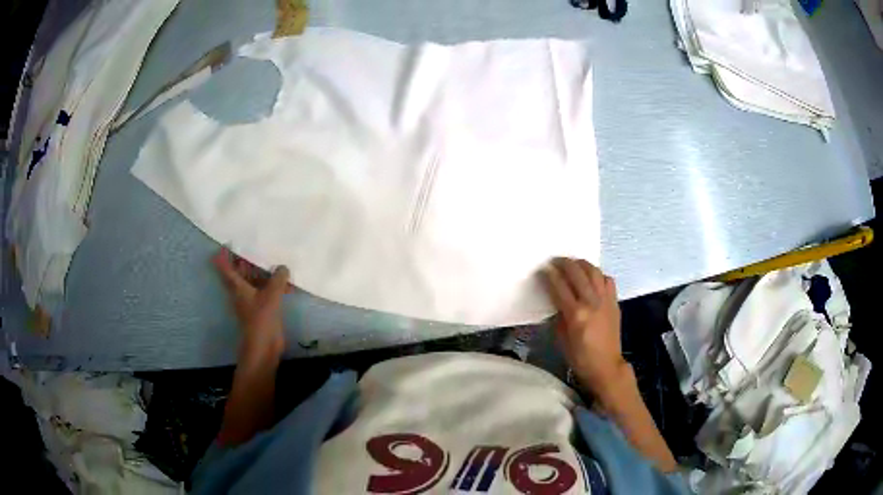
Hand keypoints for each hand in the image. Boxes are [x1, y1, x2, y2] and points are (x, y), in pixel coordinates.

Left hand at [213, 248, 291, 363]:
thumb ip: (278, 278)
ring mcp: (251, 301)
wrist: (264, 345)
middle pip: (240, 273)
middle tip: (257, 246)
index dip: (224, 255)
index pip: (225, 267)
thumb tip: (283, 267)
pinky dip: (273, 286)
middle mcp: (241, 292)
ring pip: (254, 282)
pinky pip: (266, 292)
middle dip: (246, 260)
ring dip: (263, 273)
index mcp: (237, 286)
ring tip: (276, 262)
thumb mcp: (271, 294)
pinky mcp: (262, 309)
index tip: (228, 243)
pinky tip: (287, 284)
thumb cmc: (261, 318)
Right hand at [543, 258, 629, 400]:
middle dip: (565, 263)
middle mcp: (591, 303)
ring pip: (594, 272)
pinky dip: (598, 274)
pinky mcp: (614, 302)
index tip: (544, 268)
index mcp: (575, 315)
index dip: (550, 275)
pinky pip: (607, 280)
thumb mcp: (562, 339)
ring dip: (582, 264)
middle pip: (577, 274)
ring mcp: (605, 300)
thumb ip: (559, 316)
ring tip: (573, 263)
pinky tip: (592, 277)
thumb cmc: (580, 357)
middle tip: (556, 261)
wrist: (606, 365)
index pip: (560, 287)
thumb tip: (556, 300)